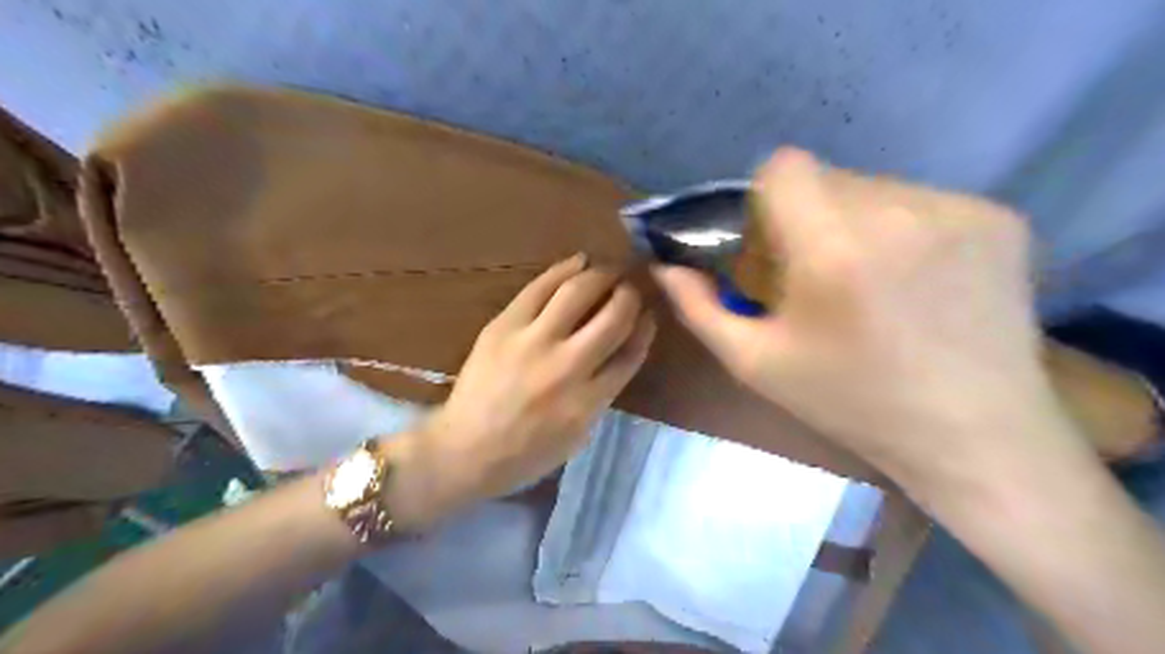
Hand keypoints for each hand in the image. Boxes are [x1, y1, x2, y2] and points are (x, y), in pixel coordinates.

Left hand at [411, 256, 654, 504]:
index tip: (649, 315)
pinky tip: (579, 261)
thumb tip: (619, 352)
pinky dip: (564, 270)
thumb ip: (602, 395)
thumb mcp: (577, 436)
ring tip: (609, 270)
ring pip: (578, 293)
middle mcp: (566, 367)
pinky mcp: (503, 326)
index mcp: (588, 401)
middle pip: (613, 318)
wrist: (464, 450)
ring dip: (601, 276)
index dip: (644, 330)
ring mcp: (532, 342)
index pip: (629, 354)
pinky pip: (539, 288)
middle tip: (631, 288)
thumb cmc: (525, 453)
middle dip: (629, 297)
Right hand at [658, 148, 1078, 492]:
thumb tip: (665, 267)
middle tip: (817, 273)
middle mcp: (899, 211)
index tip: (772, 240)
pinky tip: (916, 283)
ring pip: (875, 188)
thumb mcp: (757, 363)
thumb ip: (699, 308)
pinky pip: (923, 202)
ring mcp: (959, 210)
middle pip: (828, 177)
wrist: (972, 435)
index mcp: (833, 248)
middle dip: (808, 215)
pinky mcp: (1001, 218)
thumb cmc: (851, 402)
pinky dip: (904, 230)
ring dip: (856, 222)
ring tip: (869, 283)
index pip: (784, 166)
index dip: (766, 197)